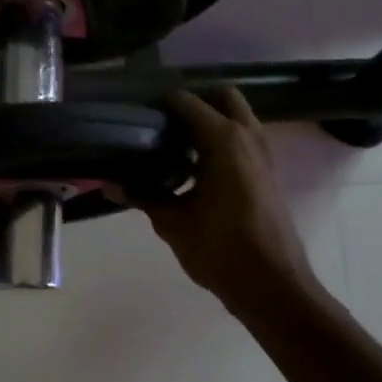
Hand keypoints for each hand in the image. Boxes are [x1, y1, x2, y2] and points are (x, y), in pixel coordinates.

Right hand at [141, 88, 321, 313]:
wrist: (272, 285)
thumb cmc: (221, 250)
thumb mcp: (173, 223)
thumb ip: (143, 196)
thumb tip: (109, 184)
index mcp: (223, 140)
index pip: (186, 102)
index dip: (159, 104)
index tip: (136, 114)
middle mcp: (247, 136)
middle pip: (221, 96)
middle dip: (193, 103)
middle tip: (162, 124)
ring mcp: (263, 153)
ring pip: (236, 117)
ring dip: (210, 122)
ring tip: (174, 146)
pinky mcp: (268, 172)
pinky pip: (243, 140)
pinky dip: (222, 142)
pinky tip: (195, 171)